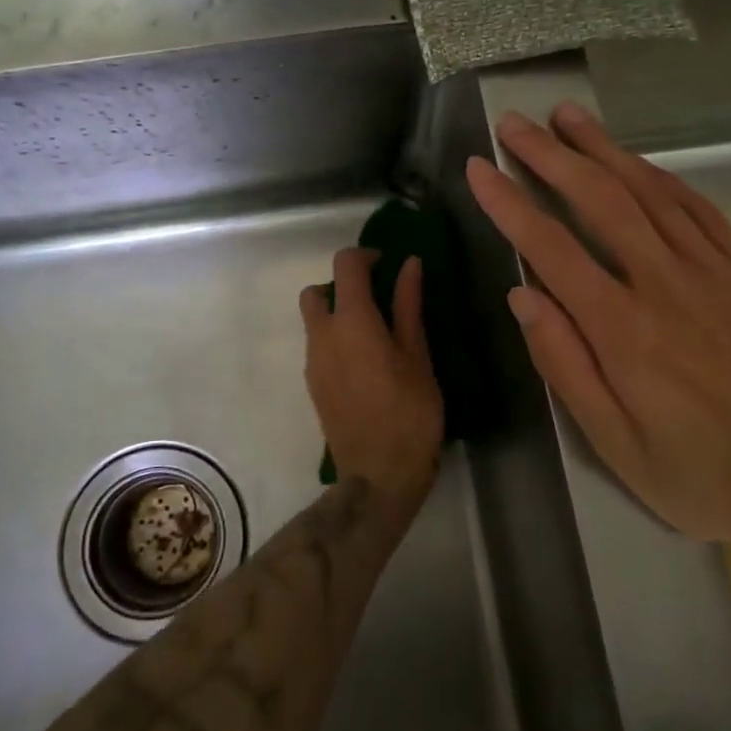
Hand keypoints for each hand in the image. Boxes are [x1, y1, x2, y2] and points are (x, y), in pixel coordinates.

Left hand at [300, 249, 443, 511]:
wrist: (378, 475)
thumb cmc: (409, 412)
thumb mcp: (417, 355)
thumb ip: (408, 305)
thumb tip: (409, 265)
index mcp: (351, 320)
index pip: (345, 265)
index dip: (365, 256)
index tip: (387, 265)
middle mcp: (322, 335)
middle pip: (316, 291)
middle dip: (341, 287)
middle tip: (376, 301)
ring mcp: (312, 362)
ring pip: (314, 321)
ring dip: (337, 314)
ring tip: (375, 336)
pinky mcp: (312, 385)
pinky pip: (318, 347)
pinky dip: (335, 340)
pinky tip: (365, 365)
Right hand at [465, 102, 730, 567]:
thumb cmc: (707, 475)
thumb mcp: (618, 446)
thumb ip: (565, 365)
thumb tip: (522, 294)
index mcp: (623, 329)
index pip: (551, 247)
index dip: (509, 203)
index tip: (479, 167)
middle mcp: (665, 283)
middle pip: (599, 200)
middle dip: (551, 156)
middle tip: (516, 123)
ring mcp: (713, 270)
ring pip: (649, 190)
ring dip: (603, 148)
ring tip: (568, 116)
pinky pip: (698, 207)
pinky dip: (661, 175)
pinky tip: (638, 160)